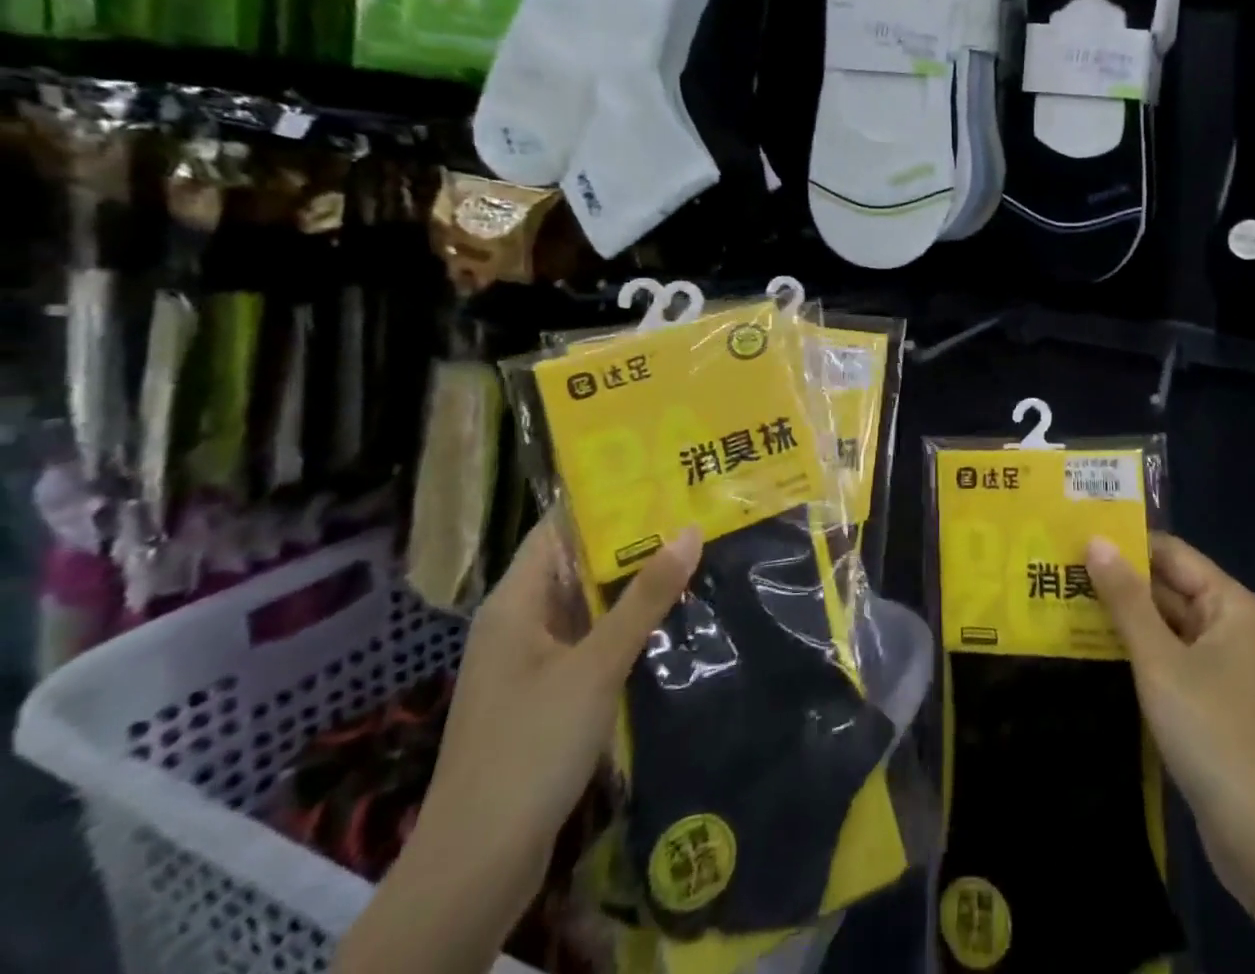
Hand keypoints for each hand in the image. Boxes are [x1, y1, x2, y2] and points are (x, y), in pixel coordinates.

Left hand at [412, 519, 701, 907]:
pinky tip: (671, 616)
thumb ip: (644, 598)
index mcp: (515, 601)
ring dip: (632, 583)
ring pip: (587, 603)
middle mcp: (519, 622)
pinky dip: (625, 623)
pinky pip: (590, 640)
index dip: (604, 496)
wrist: (476, 867)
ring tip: (693, 549)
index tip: (659, 473)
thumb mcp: (596, 665)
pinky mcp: (546, 696)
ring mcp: (531, 662)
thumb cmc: (529, 749)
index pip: (559, 526)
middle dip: (631, 538)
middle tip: (691, 507)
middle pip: (577, 562)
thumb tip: (690, 528)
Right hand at [1086, 533, 1254, 893]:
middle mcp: (1229, 625)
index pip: (1171, 553)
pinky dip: (1135, 652)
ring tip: (1063, 602)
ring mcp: (1221, 666)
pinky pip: (1167, 659)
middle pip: (1167, 587)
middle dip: (1118, 581)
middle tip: (1058, 569)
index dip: (1126, 543)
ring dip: (1121, 617)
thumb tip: (1096, 541)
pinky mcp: (1209, 701)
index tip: (1075, 537)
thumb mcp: (1160, 660)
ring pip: (1163, 625)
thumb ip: (1127, 599)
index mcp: (1229, 604)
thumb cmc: (1213, 732)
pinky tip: (1091, 650)